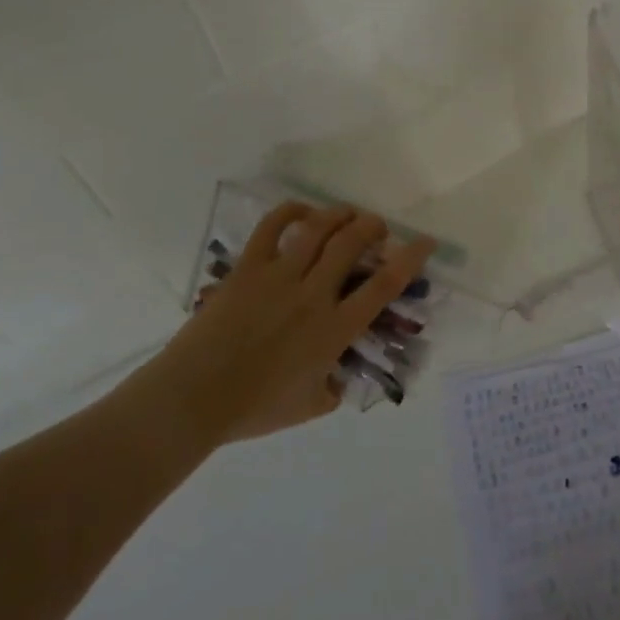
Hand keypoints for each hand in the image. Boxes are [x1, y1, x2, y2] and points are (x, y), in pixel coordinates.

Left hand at [161, 203, 434, 441]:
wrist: (194, 398)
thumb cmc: (254, 408)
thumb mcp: (310, 407)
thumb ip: (332, 389)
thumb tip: (337, 379)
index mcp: (335, 329)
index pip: (384, 285)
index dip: (410, 259)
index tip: (425, 242)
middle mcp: (313, 294)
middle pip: (352, 244)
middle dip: (372, 227)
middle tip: (376, 228)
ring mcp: (279, 276)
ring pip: (318, 229)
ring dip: (339, 215)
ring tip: (347, 215)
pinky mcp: (248, 269)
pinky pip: (271, 227)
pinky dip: (290, 211)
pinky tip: (302, 211)